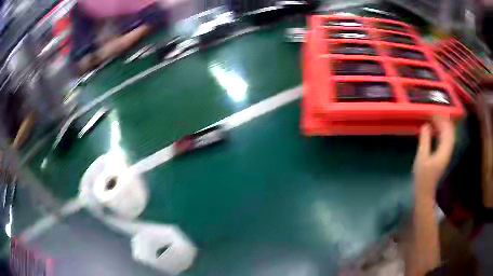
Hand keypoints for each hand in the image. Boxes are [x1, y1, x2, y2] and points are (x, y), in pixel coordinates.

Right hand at [413, 117, 455, 196]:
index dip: (442, 120)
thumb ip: (424, 140)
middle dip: (444, 121)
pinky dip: (442, 133)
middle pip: (450, 132)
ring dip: (443, 126)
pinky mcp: (444, 156)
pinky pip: (446, 140)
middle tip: (434, 113)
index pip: (447, 130)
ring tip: (435, 119)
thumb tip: (425, 125)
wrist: (425, 192)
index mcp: (444, 151)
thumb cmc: (422, 177)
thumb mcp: (421, 158)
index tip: (433, 112)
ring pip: (449, 136)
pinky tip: (436, 130)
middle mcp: (448, 151)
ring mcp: (447, 154)